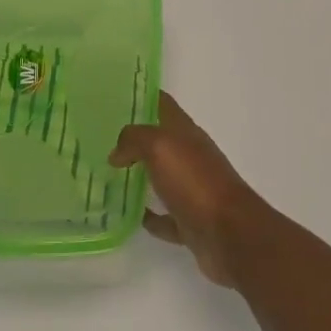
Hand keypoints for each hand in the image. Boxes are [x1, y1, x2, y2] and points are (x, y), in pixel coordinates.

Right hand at [110, 93, 265, 287]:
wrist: (229, 233)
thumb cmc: (195, 182)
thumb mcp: (161, 147)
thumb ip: (135, 140)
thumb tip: (117, 153)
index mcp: (187, 134)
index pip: (164, 105)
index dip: (143, 97)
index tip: (114, 96)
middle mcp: (191, 158)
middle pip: (161, 142)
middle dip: (134, 140)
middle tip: (100, 141)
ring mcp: (193, 191)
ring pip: (162, 178)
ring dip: (140, 177)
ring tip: (108, 177)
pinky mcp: (191, 222)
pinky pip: (165, 217)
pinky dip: (151, 216)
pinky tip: (130, 216)